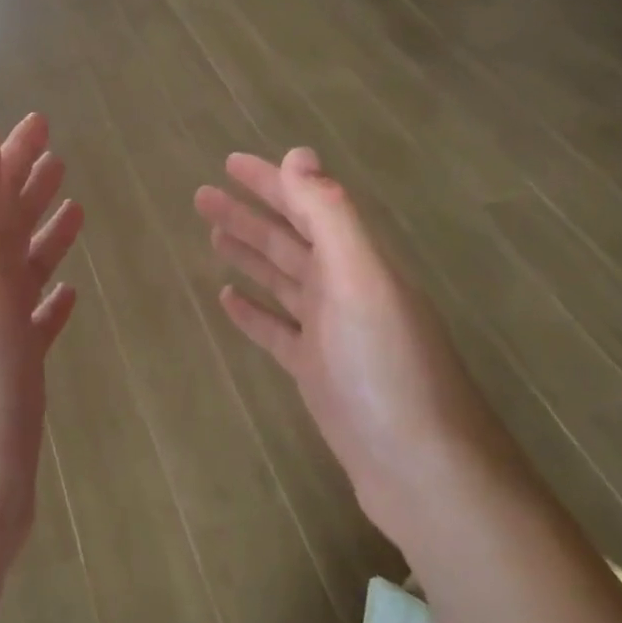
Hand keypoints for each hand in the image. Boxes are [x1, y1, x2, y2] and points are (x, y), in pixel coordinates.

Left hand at [0, 115, 83, 566]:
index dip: (11, 156)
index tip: (38, 121)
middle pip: (5, 226)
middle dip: (28, 185)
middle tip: (59, 153)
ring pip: (23, 271)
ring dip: (43, 236)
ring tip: (75, 208)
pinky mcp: (18, 376)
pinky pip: (36, 323)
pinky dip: (50, 301)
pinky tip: (69, 293)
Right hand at [194, 148, 496, 542]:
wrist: (419, 468)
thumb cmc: (387, 369)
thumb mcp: (360, 281)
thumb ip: (330, 217)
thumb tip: (298, 154)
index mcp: (358, 262)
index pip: (307, 206)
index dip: (270, 182)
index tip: (229, 163)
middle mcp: (346, 290)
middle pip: (289, 240)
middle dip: (249, 214)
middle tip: (203, 196)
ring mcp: (331, 334)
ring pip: (281, 280)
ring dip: (248, 255)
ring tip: (211, 234)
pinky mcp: (317, 372)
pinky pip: (277, 330)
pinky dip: (253, 311)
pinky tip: (227, 298)